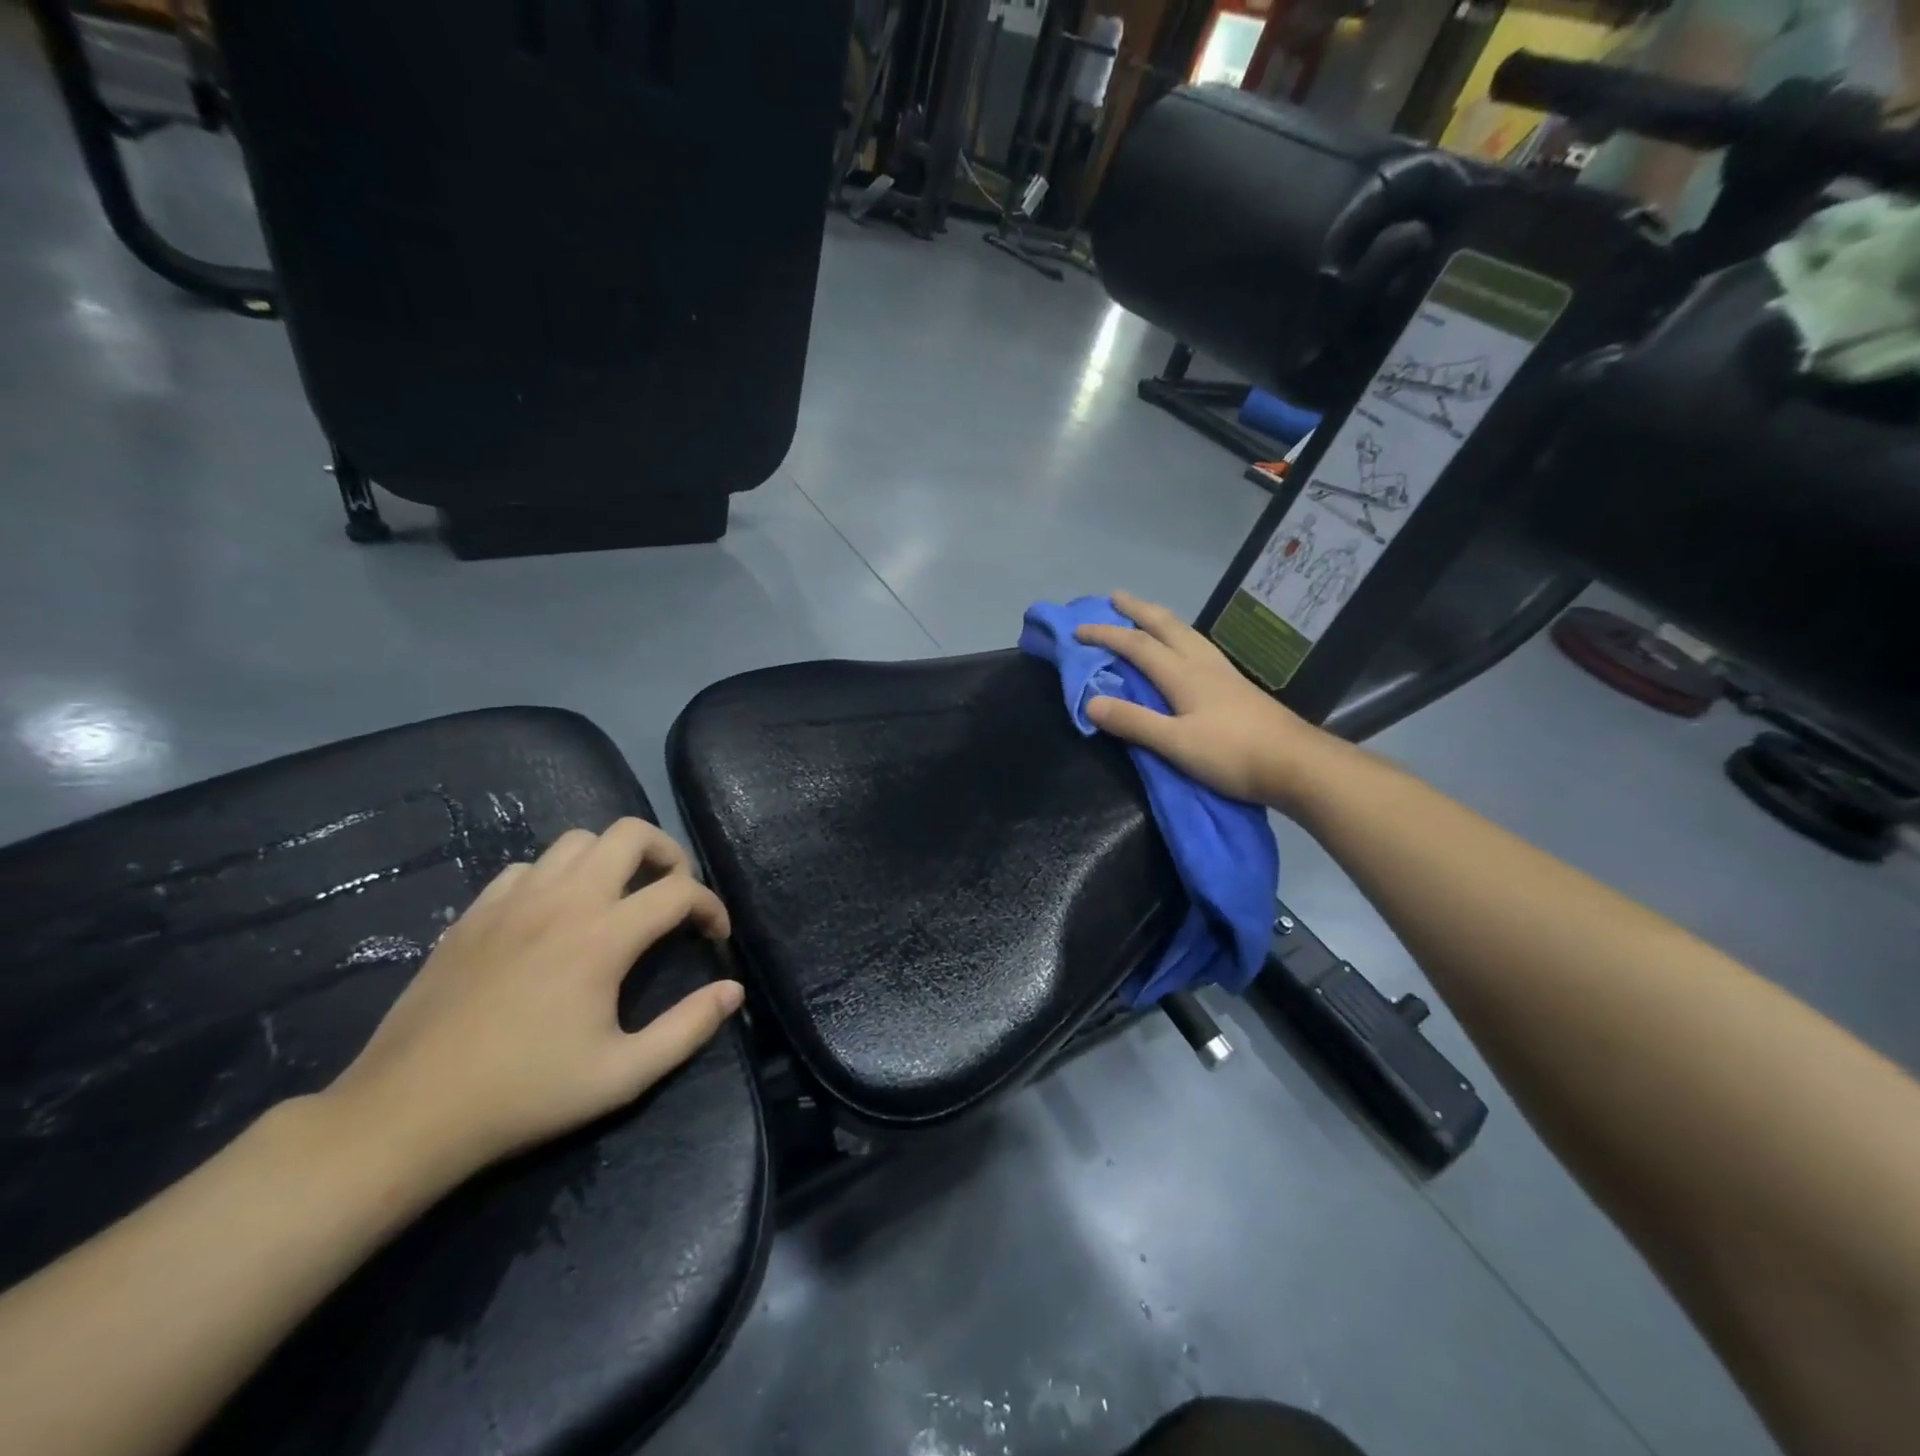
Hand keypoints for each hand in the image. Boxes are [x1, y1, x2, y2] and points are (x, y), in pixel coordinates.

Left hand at [321, 819, 741, 1181]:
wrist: (407, 1114)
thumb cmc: (524, 1095)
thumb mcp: (623, 1076)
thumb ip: (688, 1028)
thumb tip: (734, 991)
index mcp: (603, 936)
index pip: (680, 891)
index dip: (711, 907)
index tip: (715, 937)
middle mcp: (562, 901)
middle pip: (630, 834)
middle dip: (668, 855)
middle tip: (673, 895)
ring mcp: (512, 901)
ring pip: (578, 840)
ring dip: (612, 859)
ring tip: (619, 898)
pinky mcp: (474, 913)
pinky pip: (529, 867)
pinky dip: (558, 876)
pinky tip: (555, 916)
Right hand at [1075, 591, 1336, 809]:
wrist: (1297, 764)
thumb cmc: (1232, 754)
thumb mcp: (1175, 743)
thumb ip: (1134, 722)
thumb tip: (1090, 701)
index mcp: (1184, 674)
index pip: (1137, 645)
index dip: (1106, 635)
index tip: (1078, 630)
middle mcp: (1203, 664)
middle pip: (1167, 626)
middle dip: (1138, 610)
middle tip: (1115, 597)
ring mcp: (1224, 673)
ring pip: (1187, 633)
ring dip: (1161, 619)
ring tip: (1147, 616)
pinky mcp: (1237, 686)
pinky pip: (1199, 648)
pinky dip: (1180, 637)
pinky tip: (1186, 648)